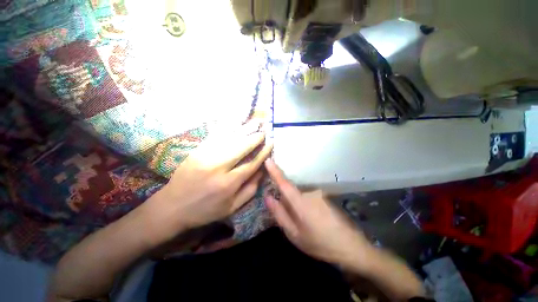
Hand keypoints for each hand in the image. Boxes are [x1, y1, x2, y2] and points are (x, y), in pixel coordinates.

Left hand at [140, 124, 272, 245]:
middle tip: (264, 131)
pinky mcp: (197, 150)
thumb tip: (262, 172)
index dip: (263, 153)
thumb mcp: (231, 208)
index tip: (271, 143)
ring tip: (255, 122)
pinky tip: (235, 121)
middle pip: (241, 147)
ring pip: (230, 138)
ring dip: (244, 129)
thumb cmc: (205, 210)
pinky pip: (215, 135)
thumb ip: (249, 190)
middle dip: (255, 138)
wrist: (171, 207)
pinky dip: (227, 127)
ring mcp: (206, 156)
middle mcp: (218, 167)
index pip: (251, 164)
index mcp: (228, 183)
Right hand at [264, 159, 372, 270]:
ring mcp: (318, 194)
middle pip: (290, 191)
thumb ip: (279, 214)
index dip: (275, 171)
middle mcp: (309, 193)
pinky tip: (312, 221)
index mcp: (300, 202)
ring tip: (304, 224)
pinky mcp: (324, 197)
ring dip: (296, 206)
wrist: (350, 246)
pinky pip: (307, 197)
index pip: (284, 183)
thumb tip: (268, 197)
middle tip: (290, 220)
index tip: (268, 160)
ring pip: (299, 196)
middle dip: (285, 201)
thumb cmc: (319, 243)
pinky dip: (305, 206)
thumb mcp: (294, 234)